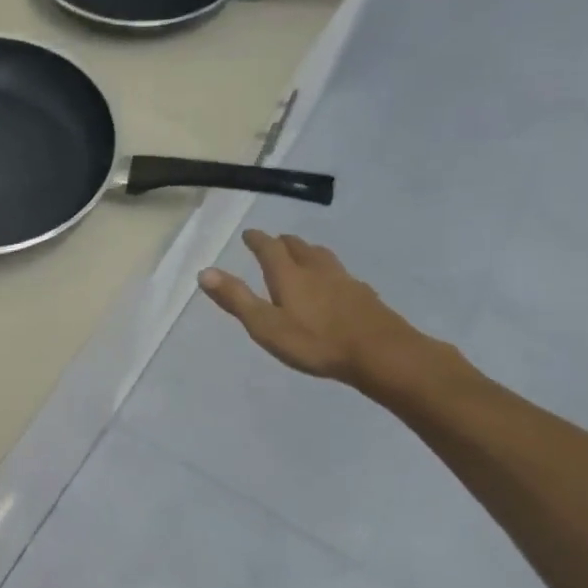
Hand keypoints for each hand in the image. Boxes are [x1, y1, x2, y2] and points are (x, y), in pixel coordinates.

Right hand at [197, 230, 443, 396]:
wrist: (382, 354)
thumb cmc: (316, 342)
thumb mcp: (266, 325)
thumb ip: (236, 299)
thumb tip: (205, 272)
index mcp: (289, 275)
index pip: (269, 248)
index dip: (257, 239)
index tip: (249, 233)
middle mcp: (317, 271)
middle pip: (299, 247)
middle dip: (283, 242)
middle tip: (274, 241)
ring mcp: (345, 281)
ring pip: (323, 257)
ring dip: (308, 251)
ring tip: (304, 254)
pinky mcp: (365, 296)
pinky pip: (342, 274)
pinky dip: (330, 271)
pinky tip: (335, 283)